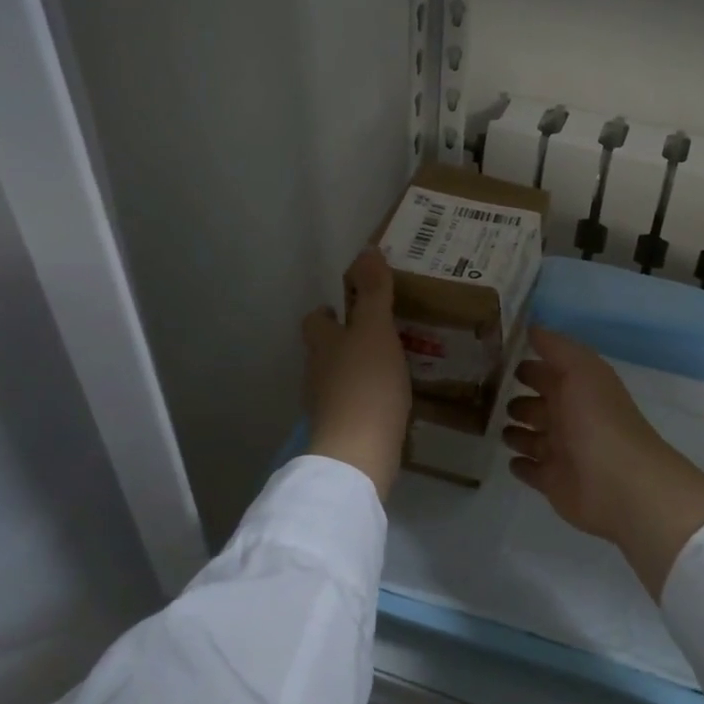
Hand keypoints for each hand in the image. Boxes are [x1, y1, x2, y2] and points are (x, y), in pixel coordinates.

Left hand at [304, 248, 410, 500]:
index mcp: (323, 343)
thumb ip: (373, 292)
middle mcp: (318, 372)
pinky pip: (352, 406)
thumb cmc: (367, 383)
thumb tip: (366, 250)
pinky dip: (365, 400)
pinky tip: (388, 401)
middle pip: (324, 350)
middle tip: (377, 335)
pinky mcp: (341, 431)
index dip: (328, 312)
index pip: (315, 320)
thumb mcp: (376, 330)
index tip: (348, 307)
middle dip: (344, 341)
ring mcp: (326, 405)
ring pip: (337, 379)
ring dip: (356, 371)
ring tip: (388, 366)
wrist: (359, 452)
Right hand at [502, 329, 703, 597]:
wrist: (619, 482)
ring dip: (516, 433)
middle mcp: (571, 418)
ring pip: (533, 438)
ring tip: (495, 427)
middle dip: (520, 401)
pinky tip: (508, 460)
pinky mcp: (554, 482)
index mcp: (579, 389)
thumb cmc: (598, 419)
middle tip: (489, 396)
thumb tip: (532, 326)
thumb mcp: (580, 369)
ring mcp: (562, 452)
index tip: (499, 361)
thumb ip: (556, 347)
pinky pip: (532, 471)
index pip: (549, 373)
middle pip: (540, 406)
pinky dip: (521, 465)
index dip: (529, 367)